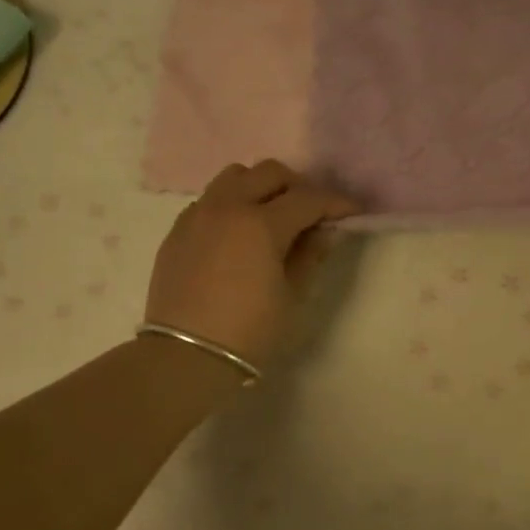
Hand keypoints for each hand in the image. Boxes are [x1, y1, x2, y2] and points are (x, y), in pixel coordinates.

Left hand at [144, 161, 359, 369]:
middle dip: (297, 187)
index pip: (308, 198)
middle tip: (310, 214)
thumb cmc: (249, 331)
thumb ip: (310, 255)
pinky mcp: (177, 230)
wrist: (187, 356)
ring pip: (233, 177)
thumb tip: (324, 231)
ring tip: (270, 216)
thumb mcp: (292, 296)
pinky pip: (209, 200)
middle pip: (269, 173)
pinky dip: (231, 205)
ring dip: (259, 187)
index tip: (352, 212)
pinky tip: (237, 235)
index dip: (335, 203)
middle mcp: (227, 207)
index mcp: (260, 223)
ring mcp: (197, 215)